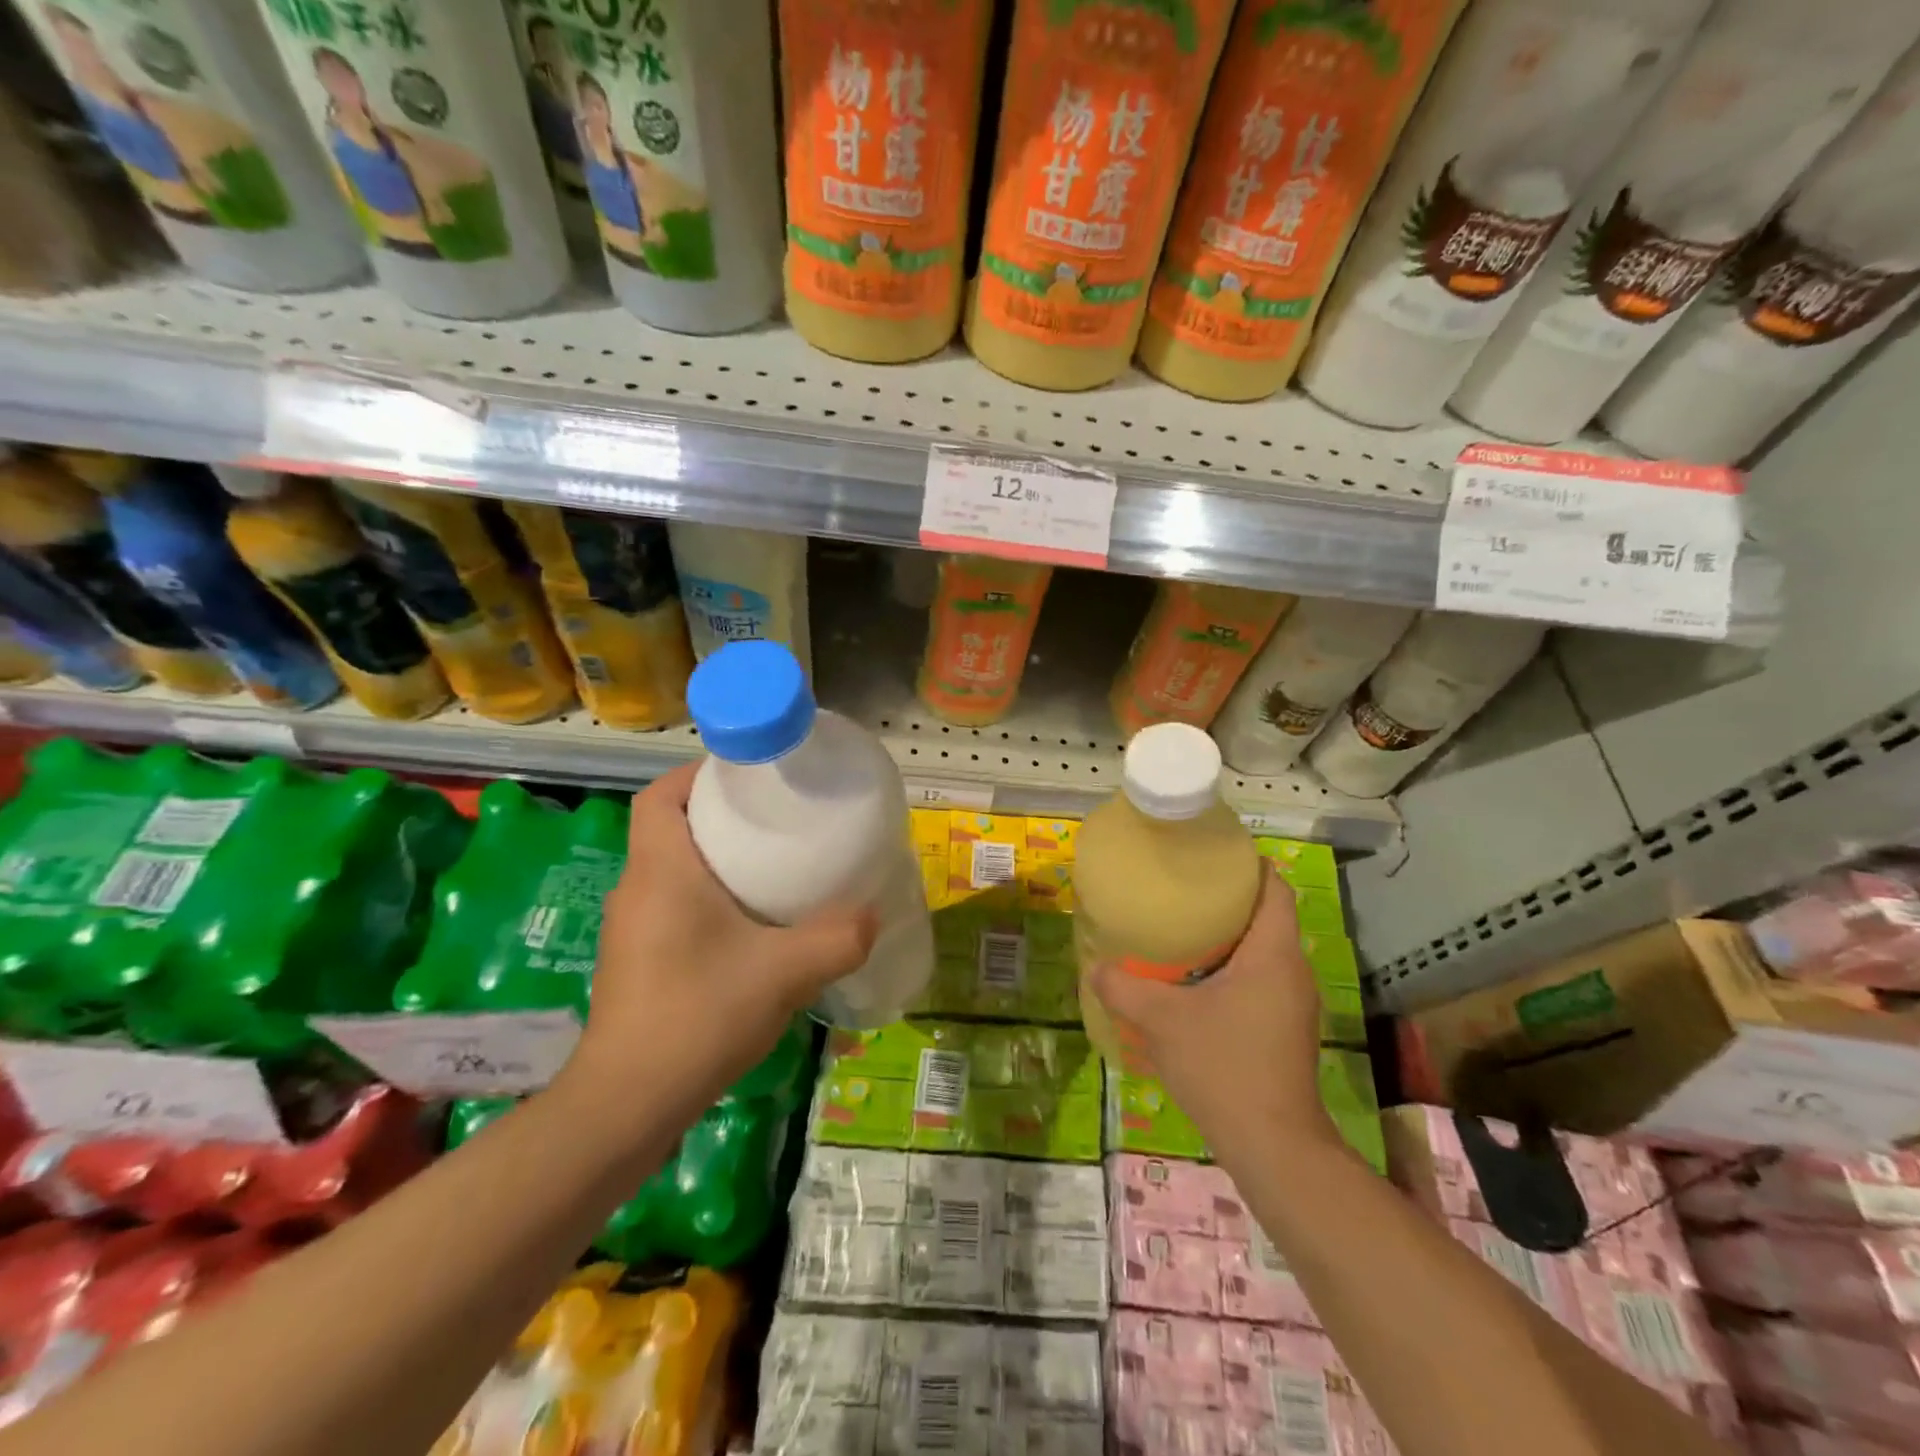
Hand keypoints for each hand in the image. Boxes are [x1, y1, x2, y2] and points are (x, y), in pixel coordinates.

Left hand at [562, 765, 876, 1128]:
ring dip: (716, 860)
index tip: (747, 776)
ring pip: (673, 870)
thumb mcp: (786, 971)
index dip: (697, 775)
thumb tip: (873, 916)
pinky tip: (751, 929)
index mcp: (661, 869)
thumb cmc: (700, 1014)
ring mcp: (632, 928)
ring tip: (773, 868)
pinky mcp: (637, 961)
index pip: (660, 795)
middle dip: (720, 815)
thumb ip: (839, 938)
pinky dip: (708, 900)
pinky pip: (673, 906)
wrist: (629, 1103)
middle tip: (777, 820)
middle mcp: (637, 889)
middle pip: (671, 828)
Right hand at [1089, 867, 1334, 1160]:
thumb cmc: (1224, 1067)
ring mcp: (1292, 1003)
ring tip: (1180, 931)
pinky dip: (1231, 969)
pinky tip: (1193, 983)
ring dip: (1227, 938)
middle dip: (1226, 900)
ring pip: (1262, 951)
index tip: (1210, 855)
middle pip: (1266, 917)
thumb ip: (1122, 987)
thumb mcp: (1161, 1021)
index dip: (1248, 865)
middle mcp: (1292, 971)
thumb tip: (1095, 966)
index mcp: (1273, 954)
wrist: (1273, 1147)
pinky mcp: (1285, 1030)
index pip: (1275, 888)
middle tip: (1180, 890)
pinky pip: (1259, 980)